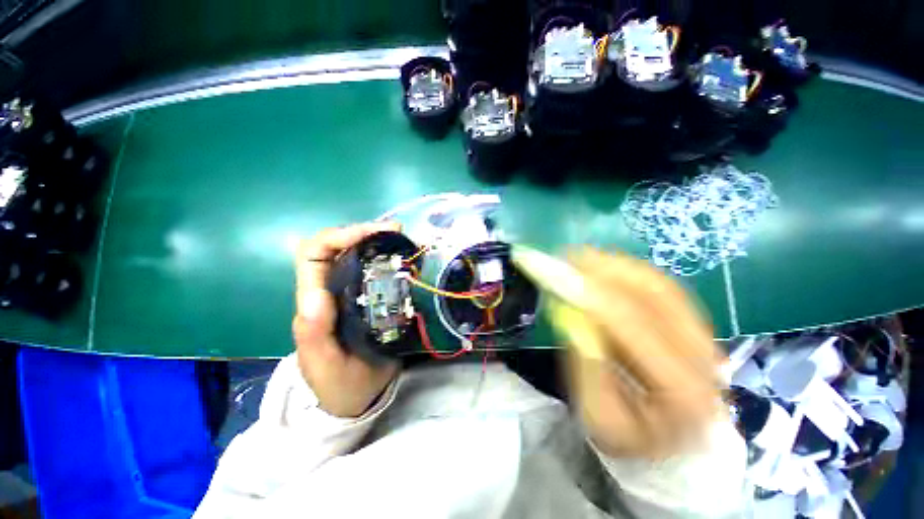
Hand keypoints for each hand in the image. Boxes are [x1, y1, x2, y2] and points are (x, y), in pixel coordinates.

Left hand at [293, 222, 401, 417]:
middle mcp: (330, 290)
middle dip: (365, 233)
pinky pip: (377, 271)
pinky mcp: (370, 298)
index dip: (339, 236)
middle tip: (398, 232)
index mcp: (314, 302)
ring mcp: (351, 293)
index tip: (372, 234)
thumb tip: (315, 294)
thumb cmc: (337, 384)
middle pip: (338, 246)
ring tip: (406, 242)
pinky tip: (409, 260)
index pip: (313, 254)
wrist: (356, 396)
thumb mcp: (324, 364)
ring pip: (359, 255)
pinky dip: (391, 259)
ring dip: (380, 243)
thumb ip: (315, 333)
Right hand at [558, 249, 723, 459]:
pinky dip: (627, 270)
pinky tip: (602, 266)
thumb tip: (574, 319)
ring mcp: (704, 336)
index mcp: (681, 390)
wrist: (673, 445)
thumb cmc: (630, 436)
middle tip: (565, 256)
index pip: (631, 324)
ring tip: (578, 257)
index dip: (589, 291)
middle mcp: (703, 356)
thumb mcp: (598, 416)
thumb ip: (588, 369)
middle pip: (650, 295)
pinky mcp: (695, 324)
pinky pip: (660, 286)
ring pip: (657, 284)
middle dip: (601, 268)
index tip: (556, 270)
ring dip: (613, 265)